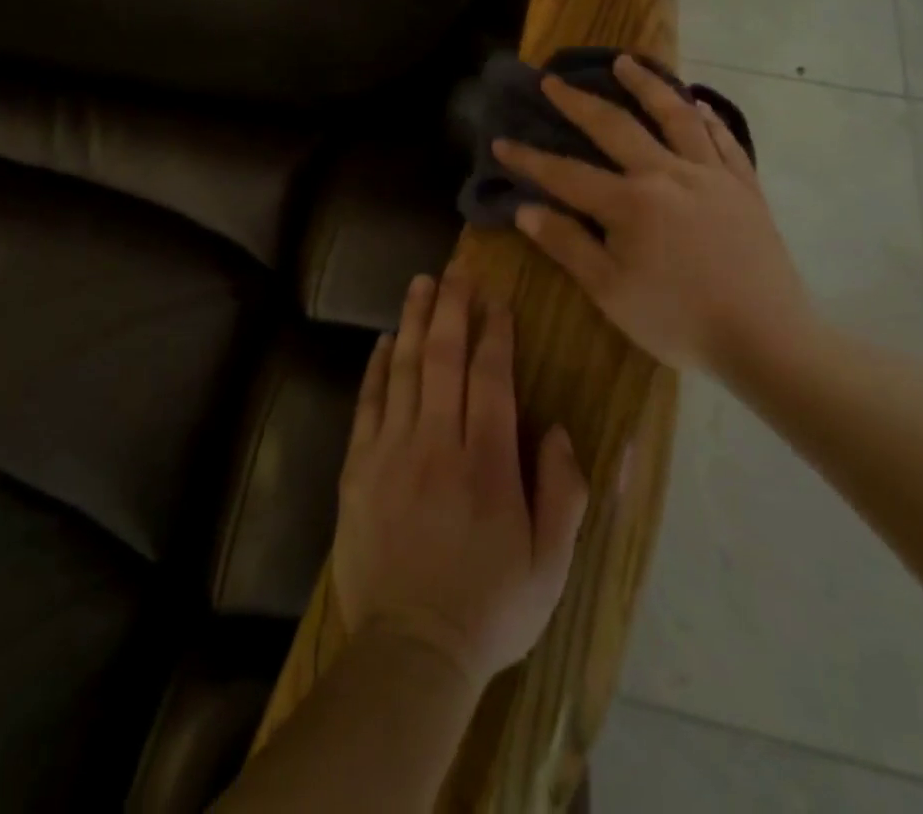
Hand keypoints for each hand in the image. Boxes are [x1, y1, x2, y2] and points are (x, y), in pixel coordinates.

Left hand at [333, 270, 589, 688]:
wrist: (410, 651)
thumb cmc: (489, 609)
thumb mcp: (551, 566)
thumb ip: (563, 492)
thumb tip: (556, 428)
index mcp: (487, 465)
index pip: (491, 379)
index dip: (495, 334)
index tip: (497, 301)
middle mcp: (437, 444)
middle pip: (444, 358)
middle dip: (452, 308)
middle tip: (456, 271)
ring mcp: (392, 451)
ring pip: (405, 369)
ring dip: (415, 322)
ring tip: (422, 284)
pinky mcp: (359, 467)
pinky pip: (369, 403)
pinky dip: (377, 367)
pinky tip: (385, 341)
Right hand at [492, 54, 812, 374]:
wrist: (767, 340)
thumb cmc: (678, 321)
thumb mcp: (610, 292)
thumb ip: (567, 245)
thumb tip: (525, 209)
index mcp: (630, 203)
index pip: (565, 174)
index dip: (529, 159)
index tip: (501, 141)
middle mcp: (667, 174)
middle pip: (615, 127)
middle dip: (578, 102)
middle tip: (553, 81)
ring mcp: (711, 175)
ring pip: (675, 116)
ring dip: (646, 85)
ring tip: (626, 61)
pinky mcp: (744, 186)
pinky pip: (723, 139)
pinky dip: (705, 115)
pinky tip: (695, 102)